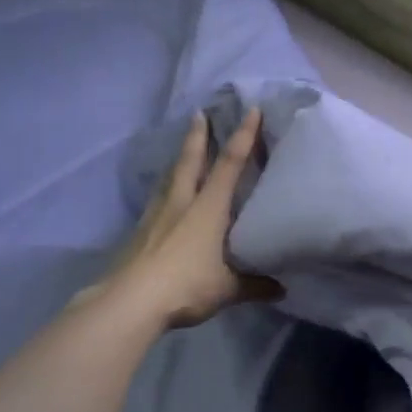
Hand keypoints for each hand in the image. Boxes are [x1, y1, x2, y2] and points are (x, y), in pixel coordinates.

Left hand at [86, 109, 280, 329]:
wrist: (130, 301)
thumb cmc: (186, 285)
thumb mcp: (228, 289)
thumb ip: (255, 285)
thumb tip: (281, 289)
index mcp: (208, 209)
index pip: (230, 164)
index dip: (243, 136)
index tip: (251, 111)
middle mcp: (182, 204)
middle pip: (191, 161)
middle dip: (198, 136)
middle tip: (200, 114)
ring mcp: (156, 216)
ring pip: (170, 178)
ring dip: (179, 160)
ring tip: (183, 151)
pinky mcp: (139, 232)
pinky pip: (157, 201)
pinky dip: (165, 191)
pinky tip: (165, 199)